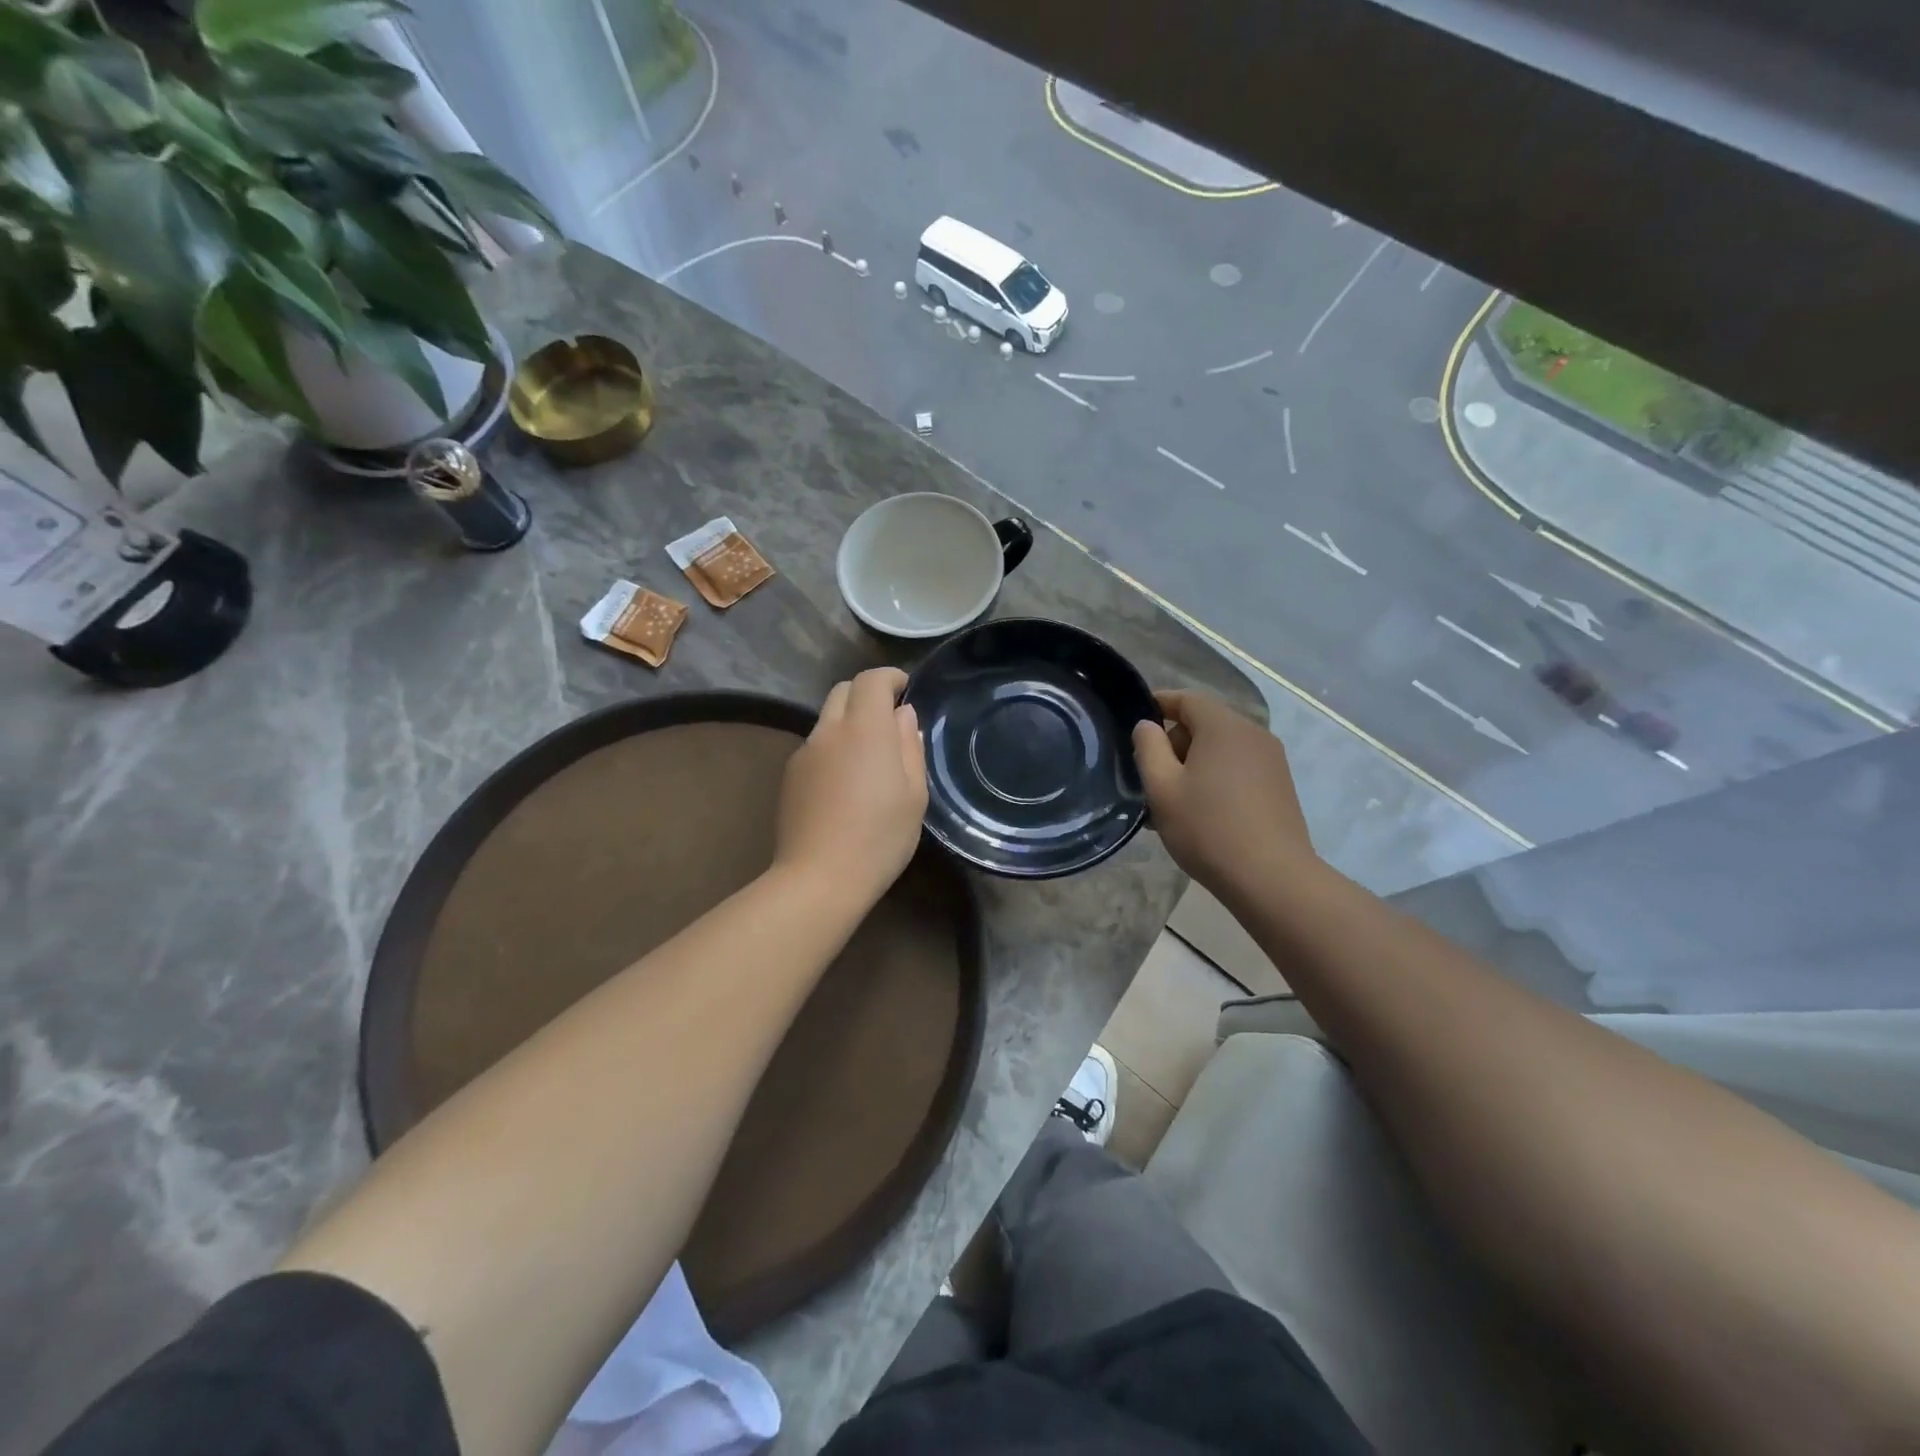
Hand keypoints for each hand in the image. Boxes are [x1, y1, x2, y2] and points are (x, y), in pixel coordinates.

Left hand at [774, 667, 928, 910]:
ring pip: (827, 719)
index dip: (890, 678)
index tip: (906, 690)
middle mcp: (830, 731)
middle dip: (867, 695)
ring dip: (849, 723)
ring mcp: (805, 752)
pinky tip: (844, 785)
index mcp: (865, 729)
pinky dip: (833, 748)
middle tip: (888, 720)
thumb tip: (902, 715)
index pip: (871, 680)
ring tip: (868, 759)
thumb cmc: (880, 838)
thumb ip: (909, 746)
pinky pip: (816, 746)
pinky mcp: (790, 775)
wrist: (819, 878)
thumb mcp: (914, 794)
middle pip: (843, 691)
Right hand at [1132, 689, 1315, 897]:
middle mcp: (1253, 734)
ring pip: (1221, 749)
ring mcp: (1271, 761)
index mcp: (1223, 727)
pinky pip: (1238, 769)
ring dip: (1193, 766)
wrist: (1272, 879)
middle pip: (1205, 724)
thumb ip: (1148, 748)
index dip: (1159, 704)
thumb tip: (1147, 726)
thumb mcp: (1162, 788)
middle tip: (1150, 778)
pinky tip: (1202, 814)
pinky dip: (1215, 779)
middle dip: (1174, 743)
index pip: (1187, 699)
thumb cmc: (1207, 828)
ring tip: (1172, 803)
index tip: (1135, 722)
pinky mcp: (1280, 786)